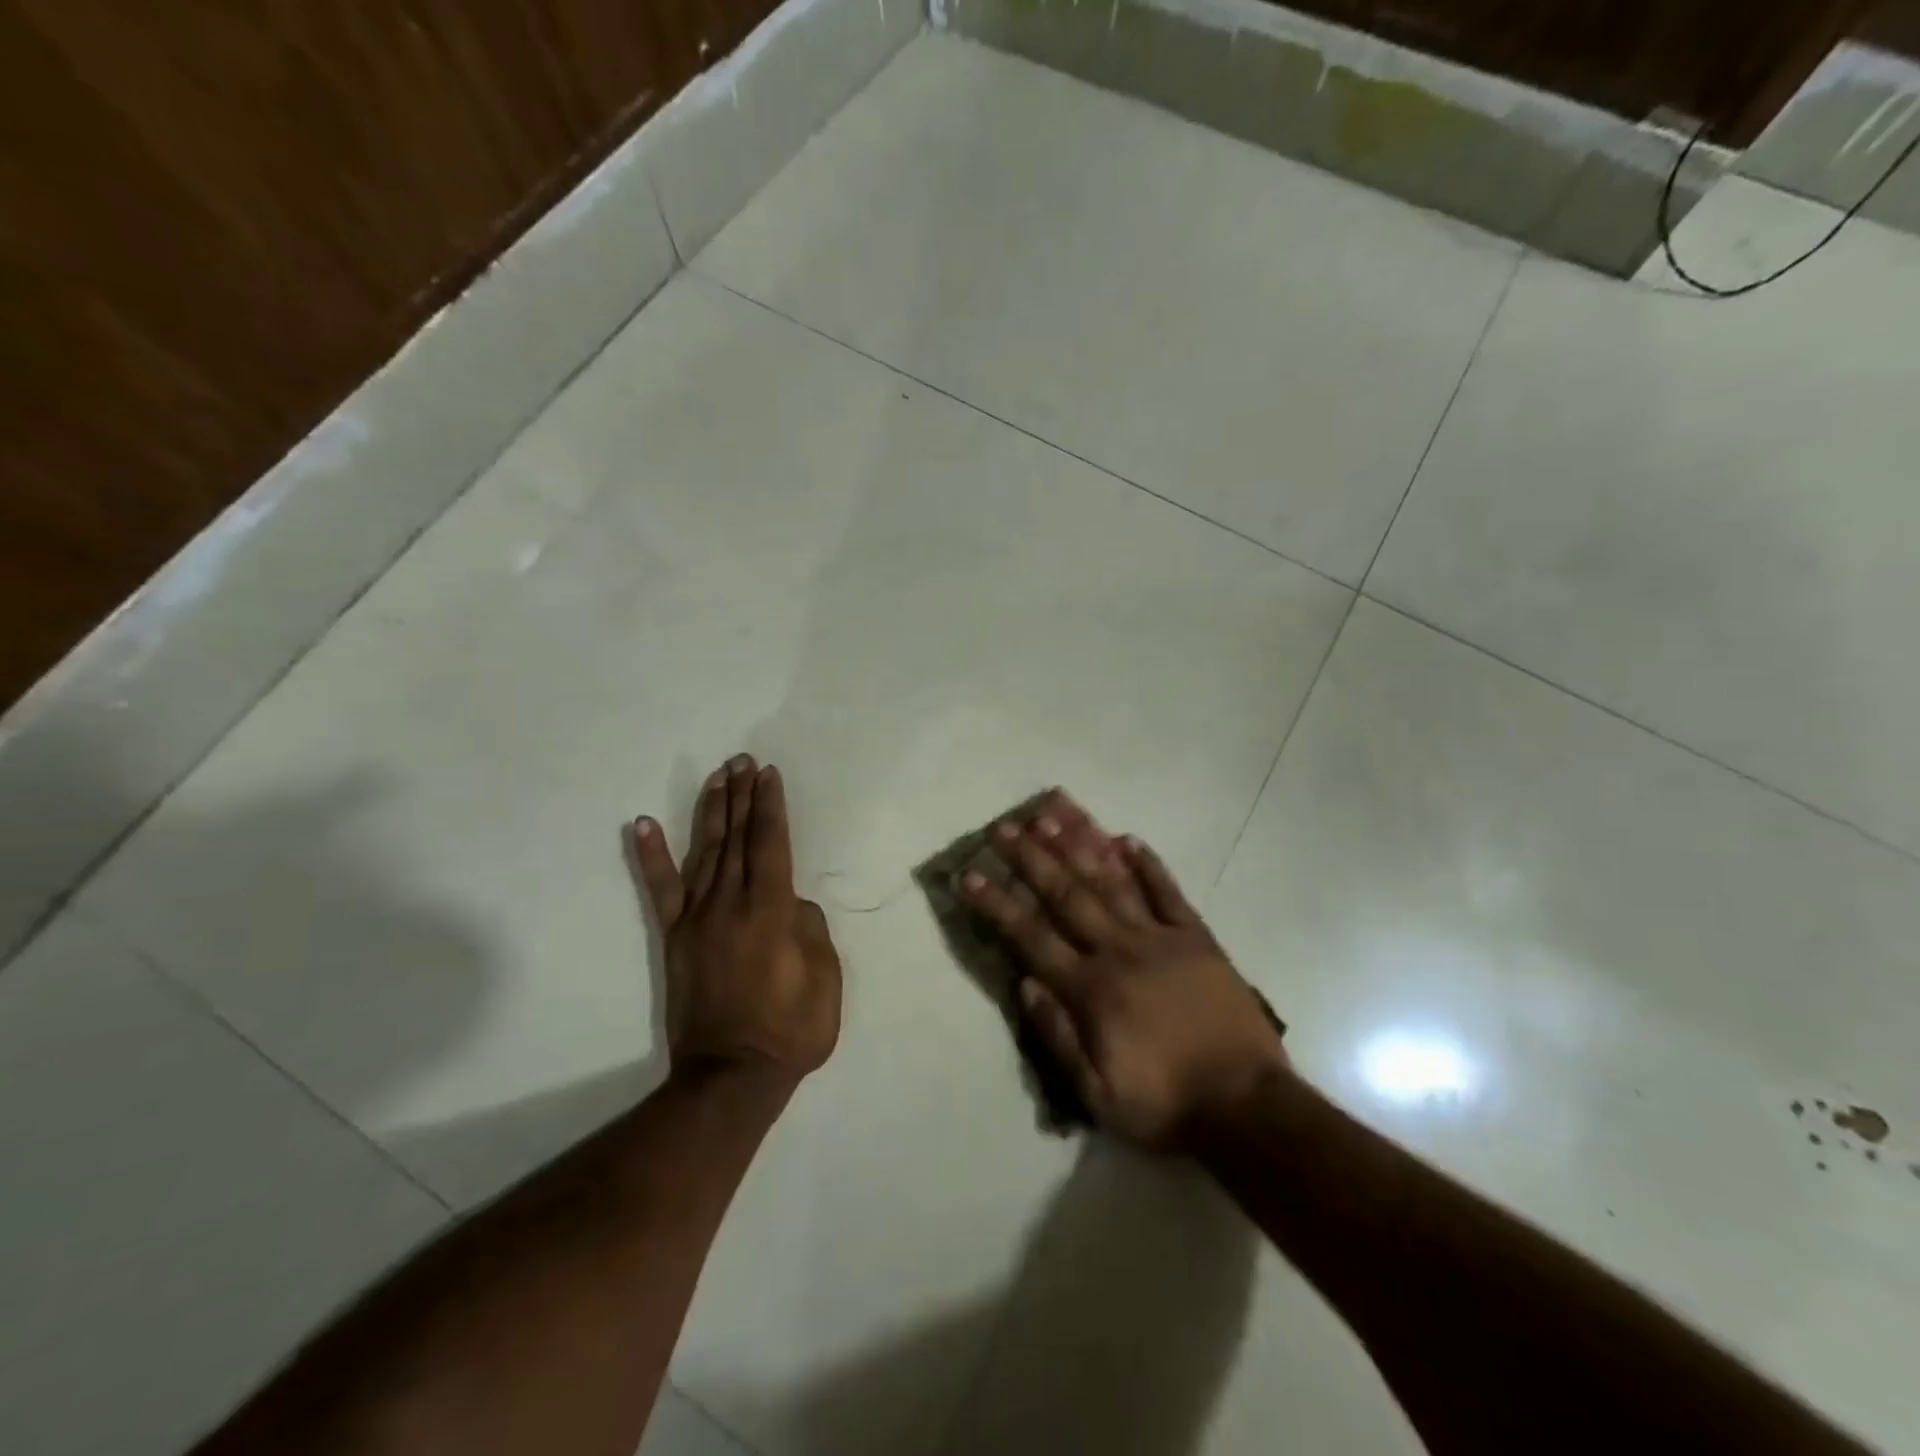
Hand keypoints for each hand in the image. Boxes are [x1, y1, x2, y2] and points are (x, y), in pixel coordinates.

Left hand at [630, 755, 841, 1089]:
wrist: (731, 1075)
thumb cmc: (791, 1029)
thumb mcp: (825, 979)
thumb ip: (810, 929)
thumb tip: (789, 901)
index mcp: (771, 911)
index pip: (771, 843)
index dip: (770, 806)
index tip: (767, 774)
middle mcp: (730, 904)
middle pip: (737, 838)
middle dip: (741, 796)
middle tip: (742, 761)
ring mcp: (697, 919)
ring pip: (704, 852)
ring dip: (711, 811)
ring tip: (716, 777)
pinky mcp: (675, 938)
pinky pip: (660, 890)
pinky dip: (650, 856)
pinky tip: (643, 824)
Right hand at [960, 792, 1286, 1149]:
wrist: (1247, 1107)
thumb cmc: (1165, 1105)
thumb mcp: (1097, 1094)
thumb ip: (1057, 1036)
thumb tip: (1024, 985)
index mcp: (1091, 989)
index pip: (1031, 937)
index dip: (997, 904)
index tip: (970, 874)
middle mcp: (1119, 951)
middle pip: (1066, 895)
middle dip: (1030, 858)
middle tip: (1004, 827)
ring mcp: (1161, 938)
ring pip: (1112, 882)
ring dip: (1080, 846)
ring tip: (1054, 814)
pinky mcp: (1197, 939)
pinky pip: (1169, 893)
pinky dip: (1149, 865)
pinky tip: (1129, 839)